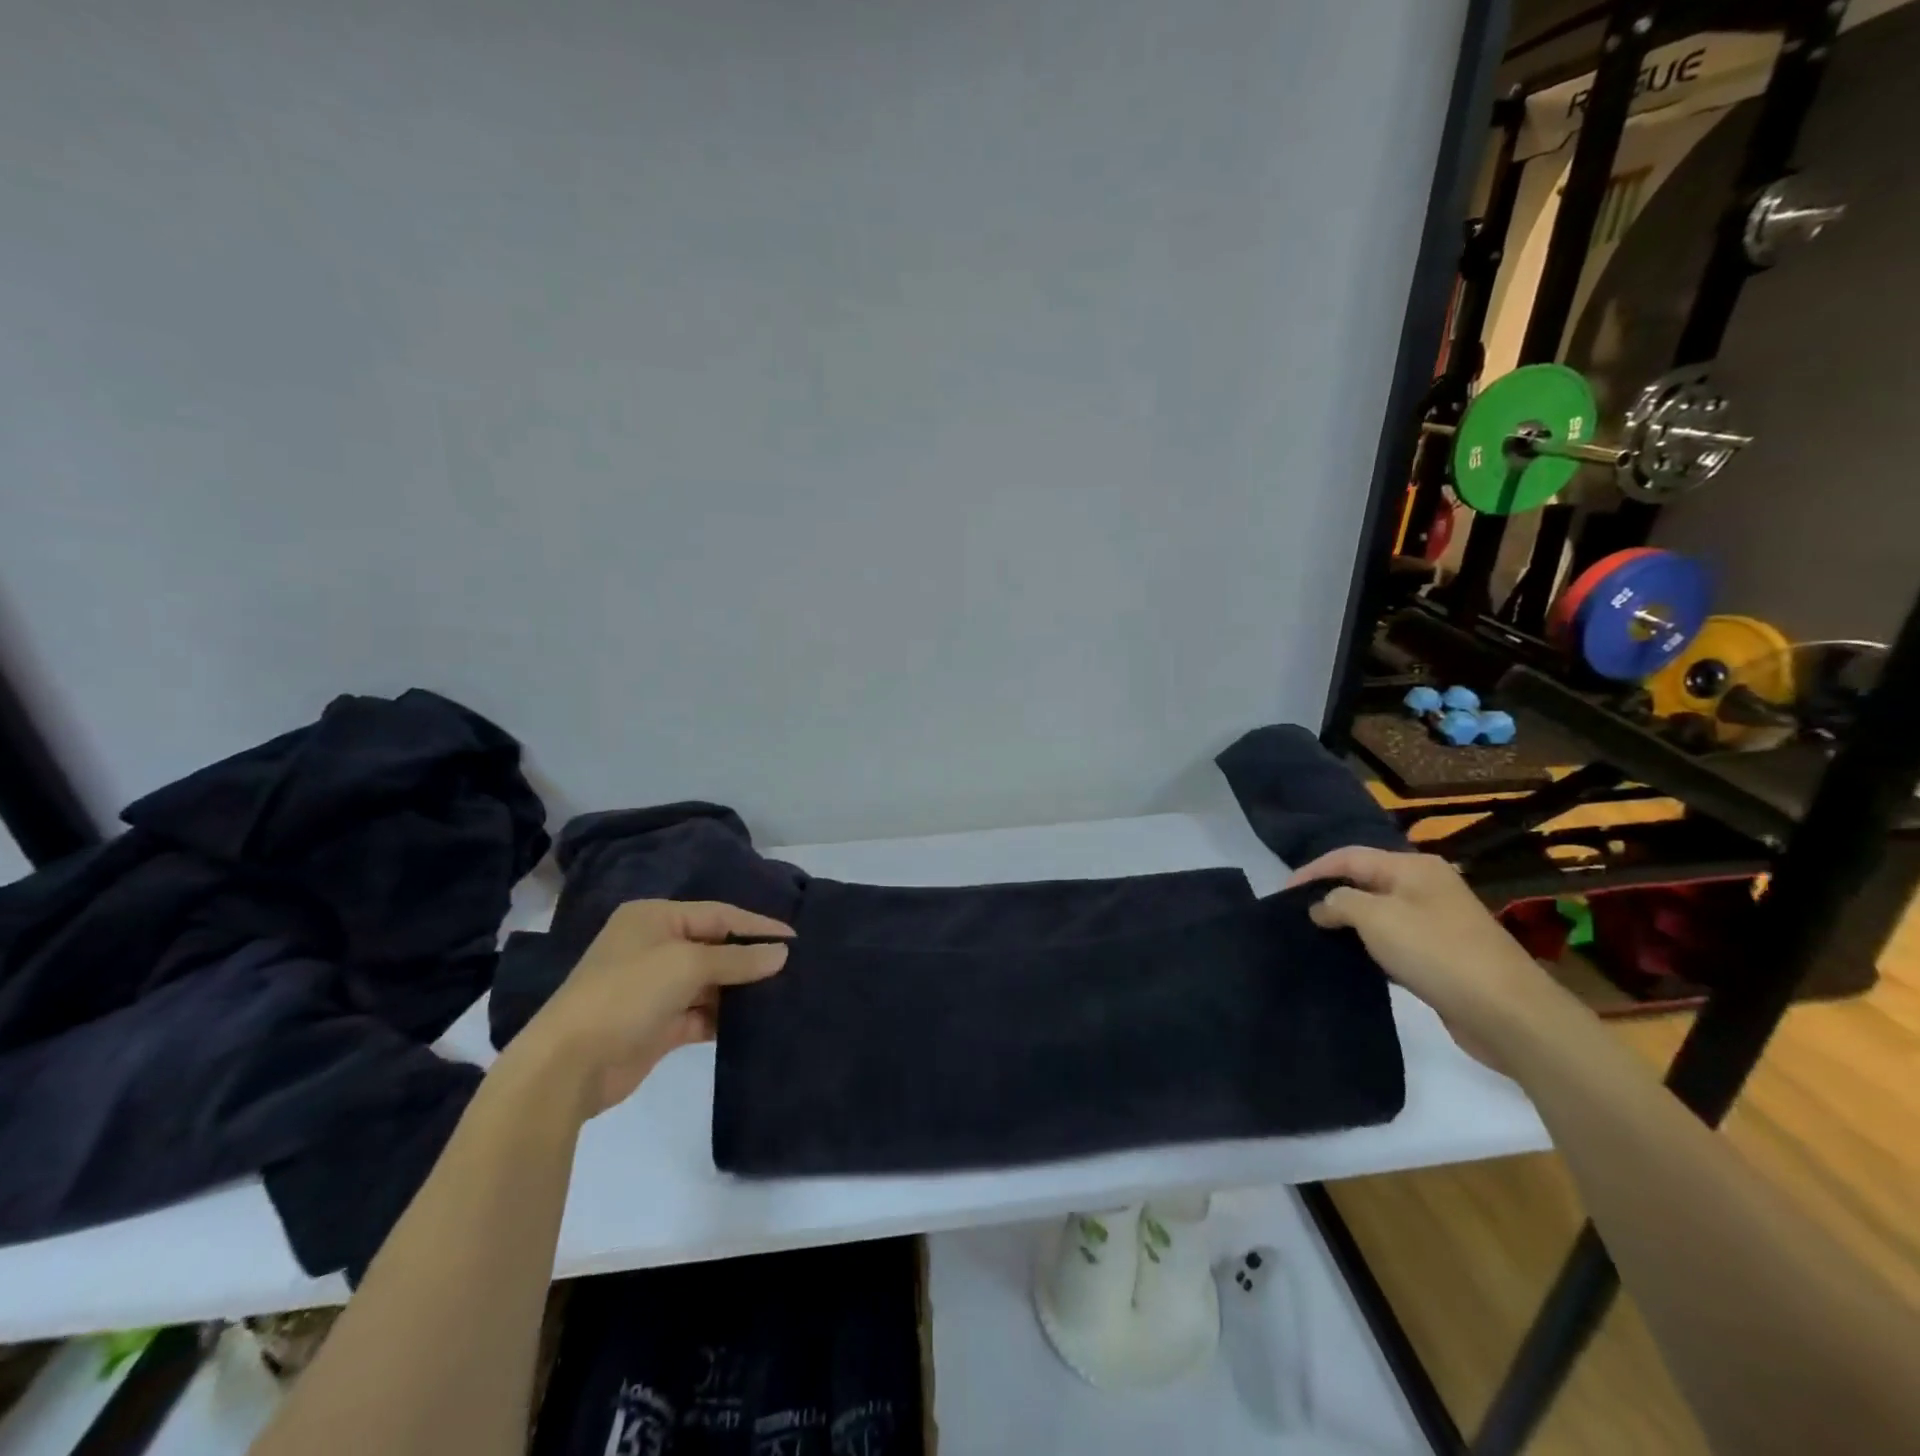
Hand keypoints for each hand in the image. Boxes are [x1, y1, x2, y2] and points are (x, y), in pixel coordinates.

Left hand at [505, 900, 791, 1120]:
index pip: (719, 914)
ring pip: (710, 982)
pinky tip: (756, 1022)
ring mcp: (655, 987)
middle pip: (715, 946)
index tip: (796, 938)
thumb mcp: (687, 965)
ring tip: (783, 993)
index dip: (757, 926)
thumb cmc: (628, 994)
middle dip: (750, 958)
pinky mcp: (658, 1024)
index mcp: (654, 918)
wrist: (569, 1065)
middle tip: (794, 967)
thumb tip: (782, 953)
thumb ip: (738, 959)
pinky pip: (701, 1013)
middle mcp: (654, 947)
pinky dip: (725, 1017)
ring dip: (740, 989)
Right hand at [1287, 847, 1550, 1065]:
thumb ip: (1339, 902)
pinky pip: (1394, 938)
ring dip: (1348, 921)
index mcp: (1412, 867)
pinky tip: (1352, 959)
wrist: (1508, 1012)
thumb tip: (1321, 905)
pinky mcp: (1442, 953)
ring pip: (1378, 911)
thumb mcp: (1375, 918)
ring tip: (1316, 935)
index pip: (1348, 856)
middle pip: (1364, 880)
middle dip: (1329, 893)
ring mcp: (1437, 920)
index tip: (1282, 893)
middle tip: (1296, 914)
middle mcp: (1425, 885)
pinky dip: (1369, 944)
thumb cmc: (1435, 952)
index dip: (1312, 870)